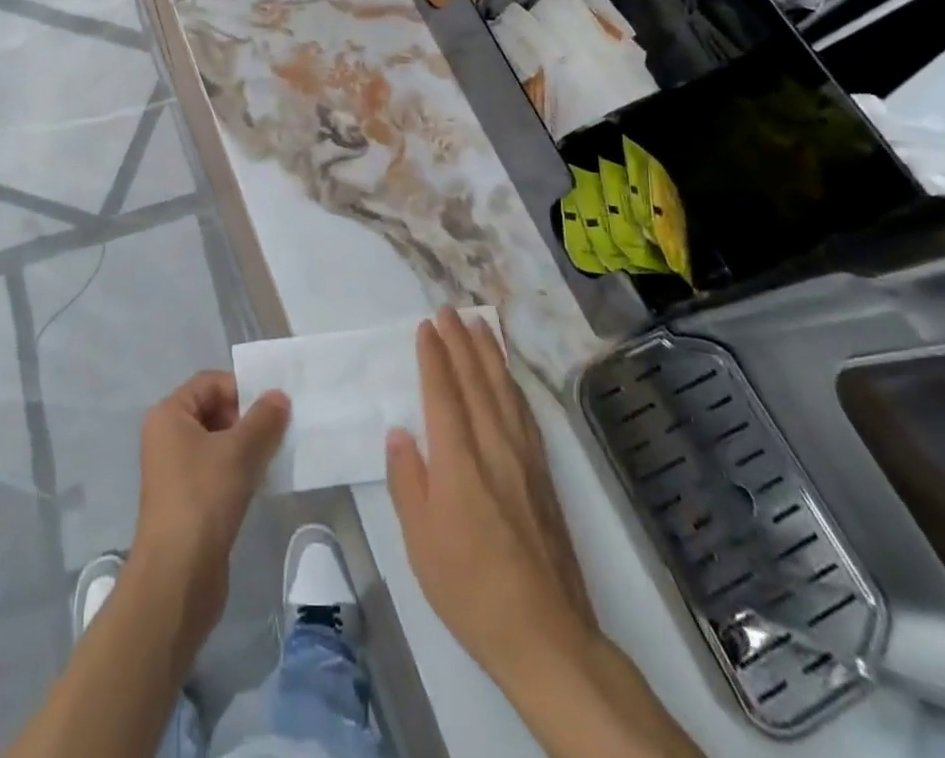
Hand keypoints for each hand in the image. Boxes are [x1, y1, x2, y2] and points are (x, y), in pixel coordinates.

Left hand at [131, 371, 289, 655]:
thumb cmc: (203, 498)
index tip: (272, 408)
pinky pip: (218, 471)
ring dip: (247, 446)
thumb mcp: (239, 451)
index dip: (241, 388)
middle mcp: (167, 437)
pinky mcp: (188, 501)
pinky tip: (262, 483)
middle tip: (277, 432)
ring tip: (274, 457)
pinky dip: (240, 471)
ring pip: (218, 443)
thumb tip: (279, 396)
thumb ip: (263, 419)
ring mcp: (176, 471)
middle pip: (214, 410)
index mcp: (169, 415)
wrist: (177, 577)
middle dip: (247, 418)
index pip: (209, 382)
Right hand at [386, 308, 598, 683]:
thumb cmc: (469, 588)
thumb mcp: (420, 541)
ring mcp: (524, 459)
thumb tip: (400, 433)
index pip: (443, 394)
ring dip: (489, 354)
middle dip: (460, 343)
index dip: (434, 356)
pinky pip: (524, 413)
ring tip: (479, 326)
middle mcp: (494, 447)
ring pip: (504, 391)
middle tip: (449, 311)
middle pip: (476, 382)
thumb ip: (408, 480)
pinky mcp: (544, 474)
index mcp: (458, 462)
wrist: (544, 633)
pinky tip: (509, 378)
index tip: (426, 326)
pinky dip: (513, 385)